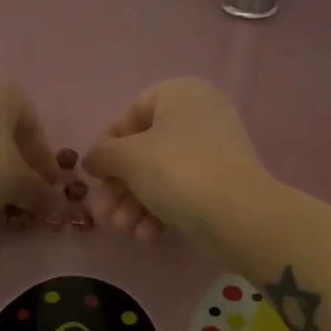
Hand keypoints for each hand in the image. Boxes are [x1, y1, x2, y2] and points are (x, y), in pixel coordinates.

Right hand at [82, 78, 265, 245]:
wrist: (238, 215)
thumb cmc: (178, 171)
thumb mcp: (129, 158)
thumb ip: (102, 155)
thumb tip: (92, 160)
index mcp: (181, 94)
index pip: (132, 112)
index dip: (108, 144)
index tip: (94, 173)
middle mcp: (199, 116)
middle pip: (144, 150)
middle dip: (120, 187)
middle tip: (104, 214)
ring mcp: (213, 152)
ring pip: (160, 175)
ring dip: (134, 204)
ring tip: (123, 230)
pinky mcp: (220, 184)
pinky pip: (181, 192)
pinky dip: (160, 211)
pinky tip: (147, 236)